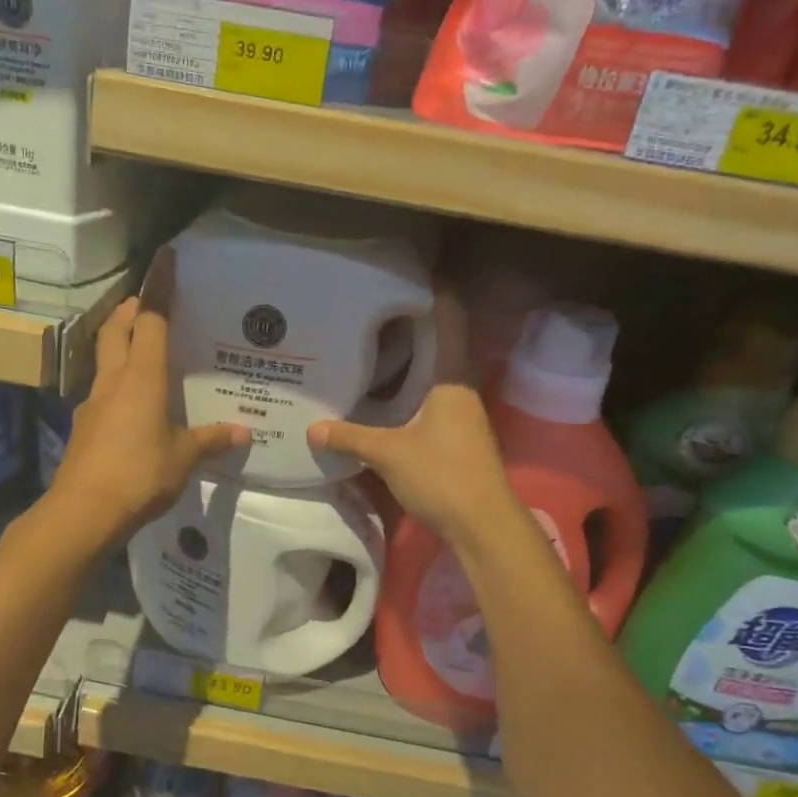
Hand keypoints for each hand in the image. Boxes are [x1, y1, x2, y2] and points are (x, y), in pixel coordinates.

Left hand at [49, 260, 247, 546]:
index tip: (164, 258)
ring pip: (104, 357)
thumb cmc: (139, 474)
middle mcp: (114, 380)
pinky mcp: (84, 426)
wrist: (84, 511)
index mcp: (142, 377)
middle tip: (147, 302)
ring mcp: (93, 402)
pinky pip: (102, 391)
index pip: (151, 319)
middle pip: (116, 328)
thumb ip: (210, 440)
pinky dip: (116, 382)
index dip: (158, 288)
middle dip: (129, 308)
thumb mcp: (183, 457)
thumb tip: (243, 433)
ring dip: (118, 342)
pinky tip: (130, 403)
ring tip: (141, 349)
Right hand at [307, 288, 518, 547]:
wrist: (483, 523)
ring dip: (416, 360)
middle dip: (417, 325)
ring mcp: (464, 415)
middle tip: (380, 309)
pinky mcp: (460, 437)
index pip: (450, 322)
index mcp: (451, 380)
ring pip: (438, 375)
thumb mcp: (389, 454)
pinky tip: (391, 397)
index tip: (416, 273)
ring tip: (379, 346)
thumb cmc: (442, 475)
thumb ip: (352, 438)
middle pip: (443, 345)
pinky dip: (414, 389)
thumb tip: (313, 429)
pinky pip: (435, 399)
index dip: (438, 294)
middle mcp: (462, 390)